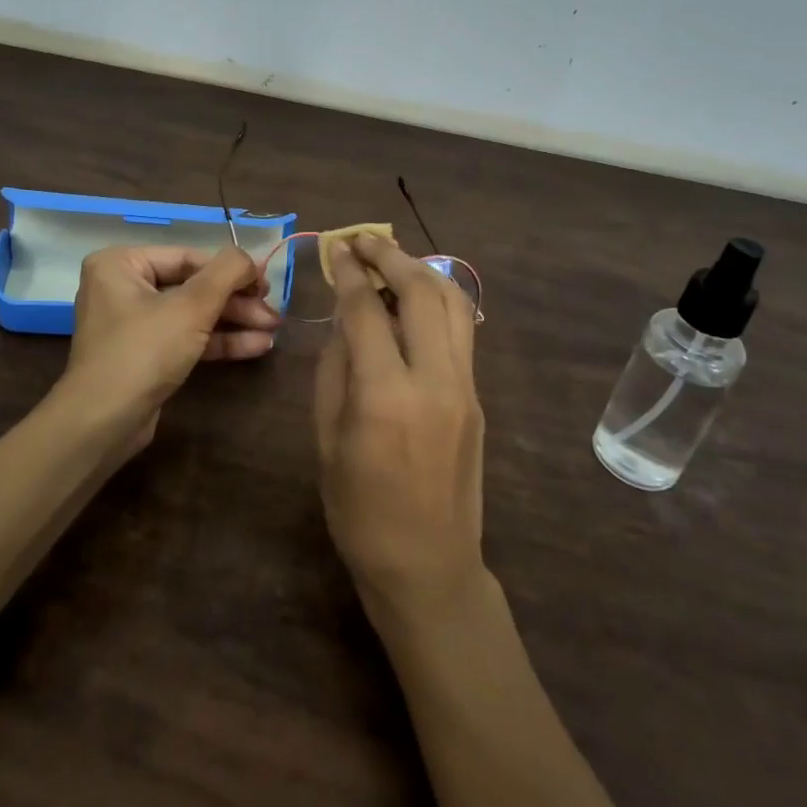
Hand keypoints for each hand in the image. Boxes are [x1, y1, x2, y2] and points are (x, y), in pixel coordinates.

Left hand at [57, 245, 279, 448]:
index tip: (268, 283)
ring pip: (193, 314)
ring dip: (234, 322)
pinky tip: (256, 346)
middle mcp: (122, 288)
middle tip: (274, 312)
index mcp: (121, 264)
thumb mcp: (191, 306)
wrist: (104, 423)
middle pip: (192, 286)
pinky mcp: (145, 356)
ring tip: (273, 330)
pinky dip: (218, 341)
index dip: (232, 270)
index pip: (188, 257)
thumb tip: (249, 257)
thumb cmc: (143, 351)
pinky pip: (186, 338)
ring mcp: (133, 324)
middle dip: (236, 301)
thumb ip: (226, 272)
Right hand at [314, 232, 487, 625]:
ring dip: (423, 271)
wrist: (428, 566)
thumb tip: (345, 321)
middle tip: (364, 240)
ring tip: (394, 259)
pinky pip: (462, 332)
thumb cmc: (359, 510)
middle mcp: (434, 380)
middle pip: (421, 292)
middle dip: (391, 256)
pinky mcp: (478, 398)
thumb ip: (336, 370)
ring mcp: (465, 387)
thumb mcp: (327, 439)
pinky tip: (415, 299)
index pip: (367, 311)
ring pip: (454, 305)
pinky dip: (438, 302)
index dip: (350, 273)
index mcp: (385, 395)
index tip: (337, 249)